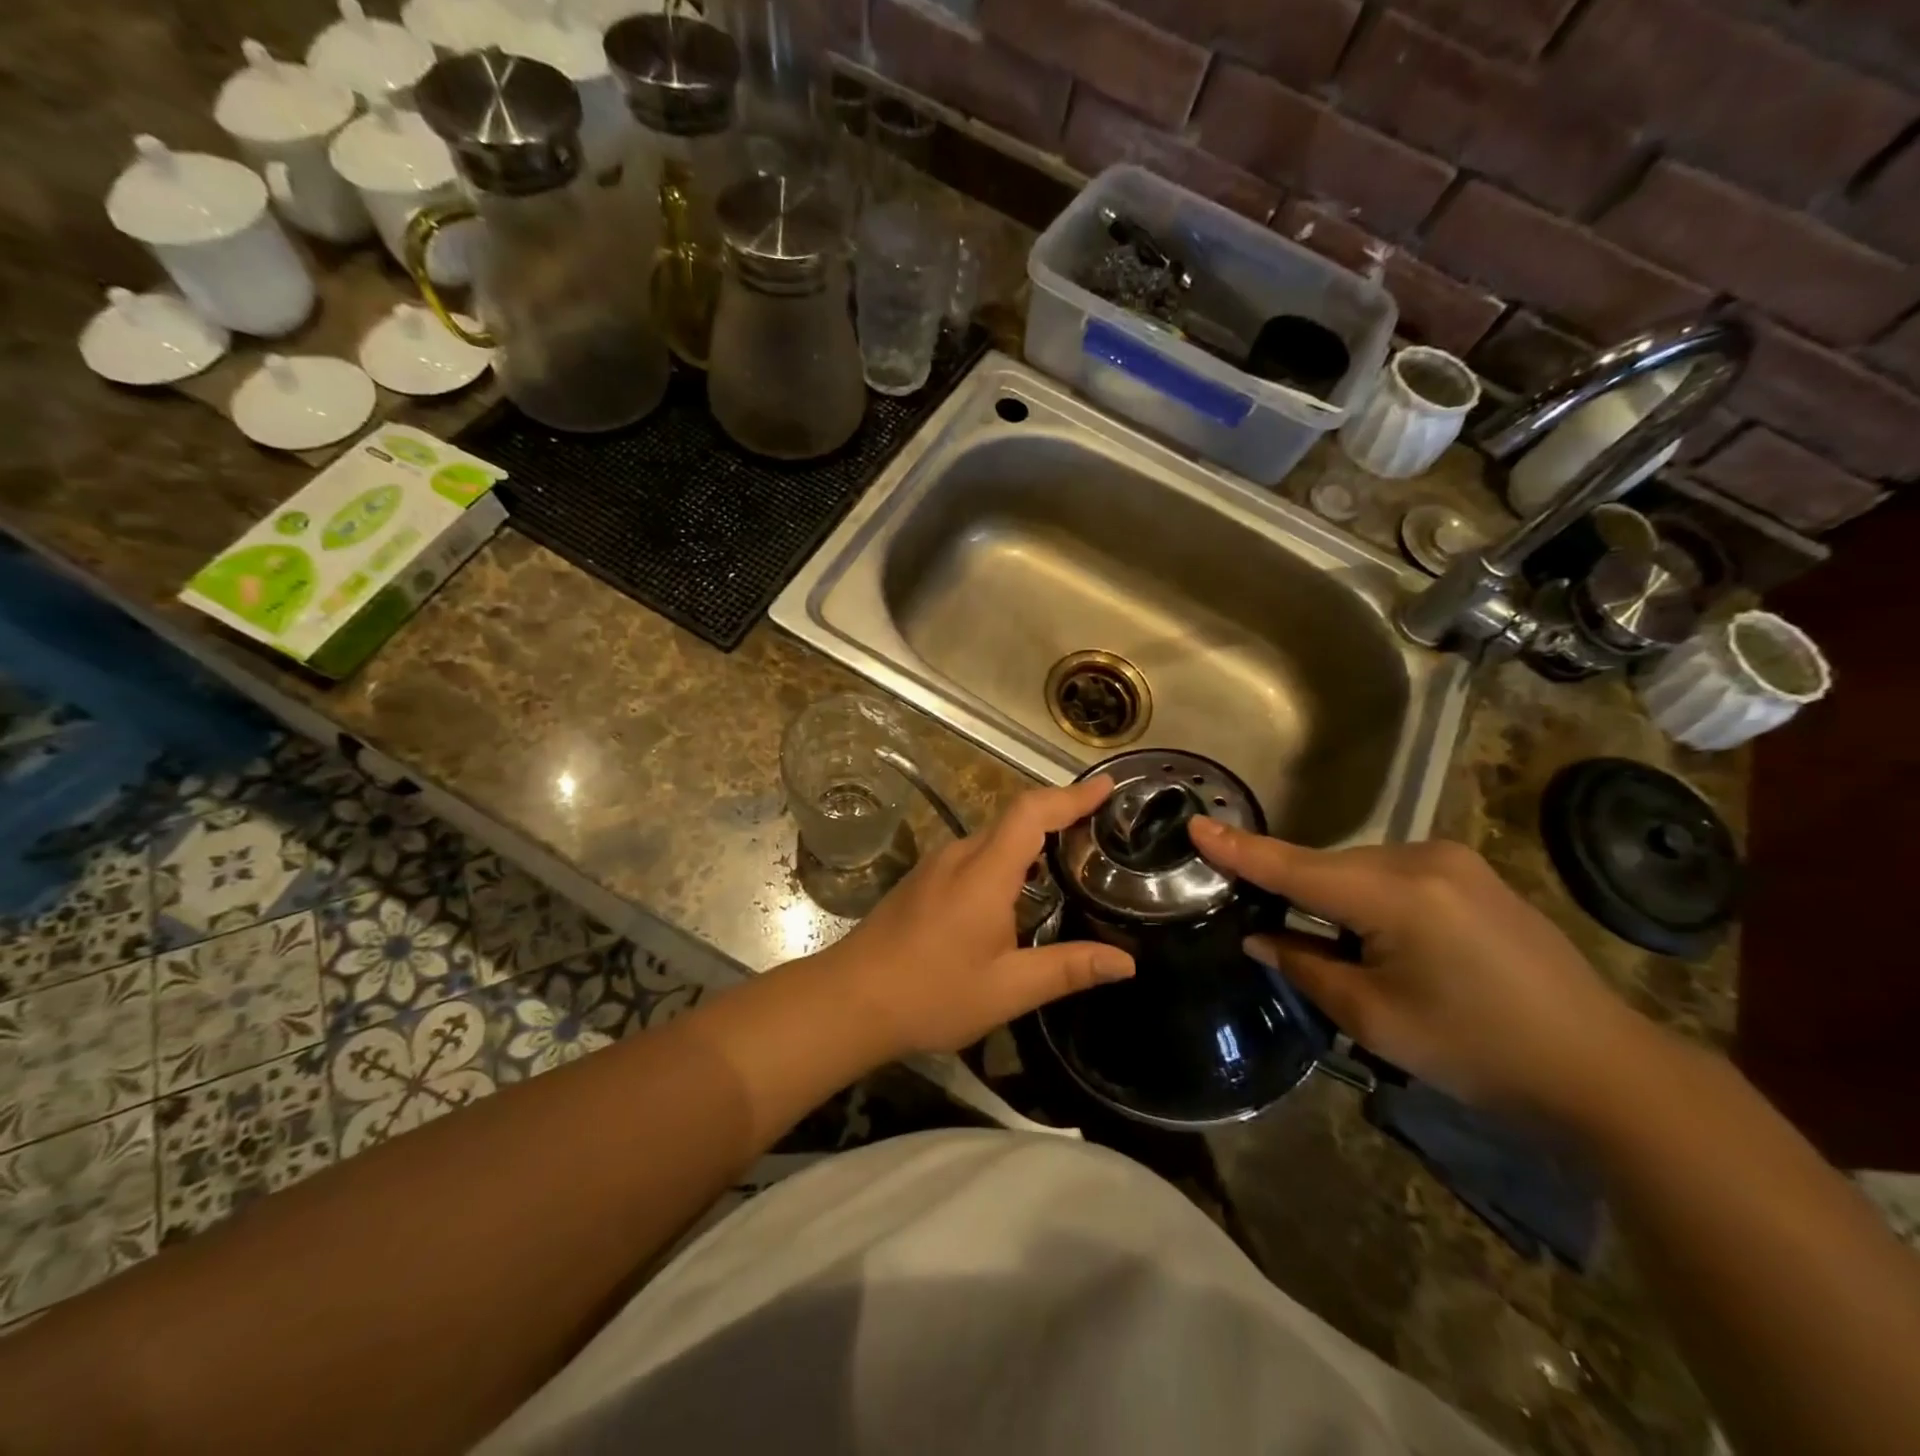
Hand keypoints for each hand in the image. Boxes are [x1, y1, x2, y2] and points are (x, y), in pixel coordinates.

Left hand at [821, 776, 1133, 1055]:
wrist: (849, 1000)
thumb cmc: (931, 994)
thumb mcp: (1008, 989)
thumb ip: (1069, 969)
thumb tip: (1127, 962)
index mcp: (985, 872)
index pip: (1032, 812)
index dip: (1072, 796)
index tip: (1108, 787)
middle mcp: (959, 856)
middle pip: (1015, 817)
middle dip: (1060, 814)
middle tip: (1101, 828)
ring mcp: (936, 865)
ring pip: (994, 836)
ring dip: (1032, 837)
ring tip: (1071, 856)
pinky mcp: (923, 880)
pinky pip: (976, 854)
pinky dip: (1009, 856)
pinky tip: (1022, 888)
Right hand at [1188, 820, 1640, 1116]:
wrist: (1604, 1069)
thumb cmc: (1479, 1051)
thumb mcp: (1375, 1018)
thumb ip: (1305, 965)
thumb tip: (1260, 935)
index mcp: (1395, 894)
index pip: (1294, 867)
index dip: (1239, 850)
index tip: (1196, 825)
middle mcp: (1422, 859)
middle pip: (1328, 868)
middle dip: (1296, 894)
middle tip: (1272, 933)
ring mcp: (1454, 862)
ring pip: (1360, 871)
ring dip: (1335, 900)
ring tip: (1341, 951)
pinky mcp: (1474, 874)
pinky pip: (1394, 875)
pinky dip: (1369, 899)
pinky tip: (1385, 939)